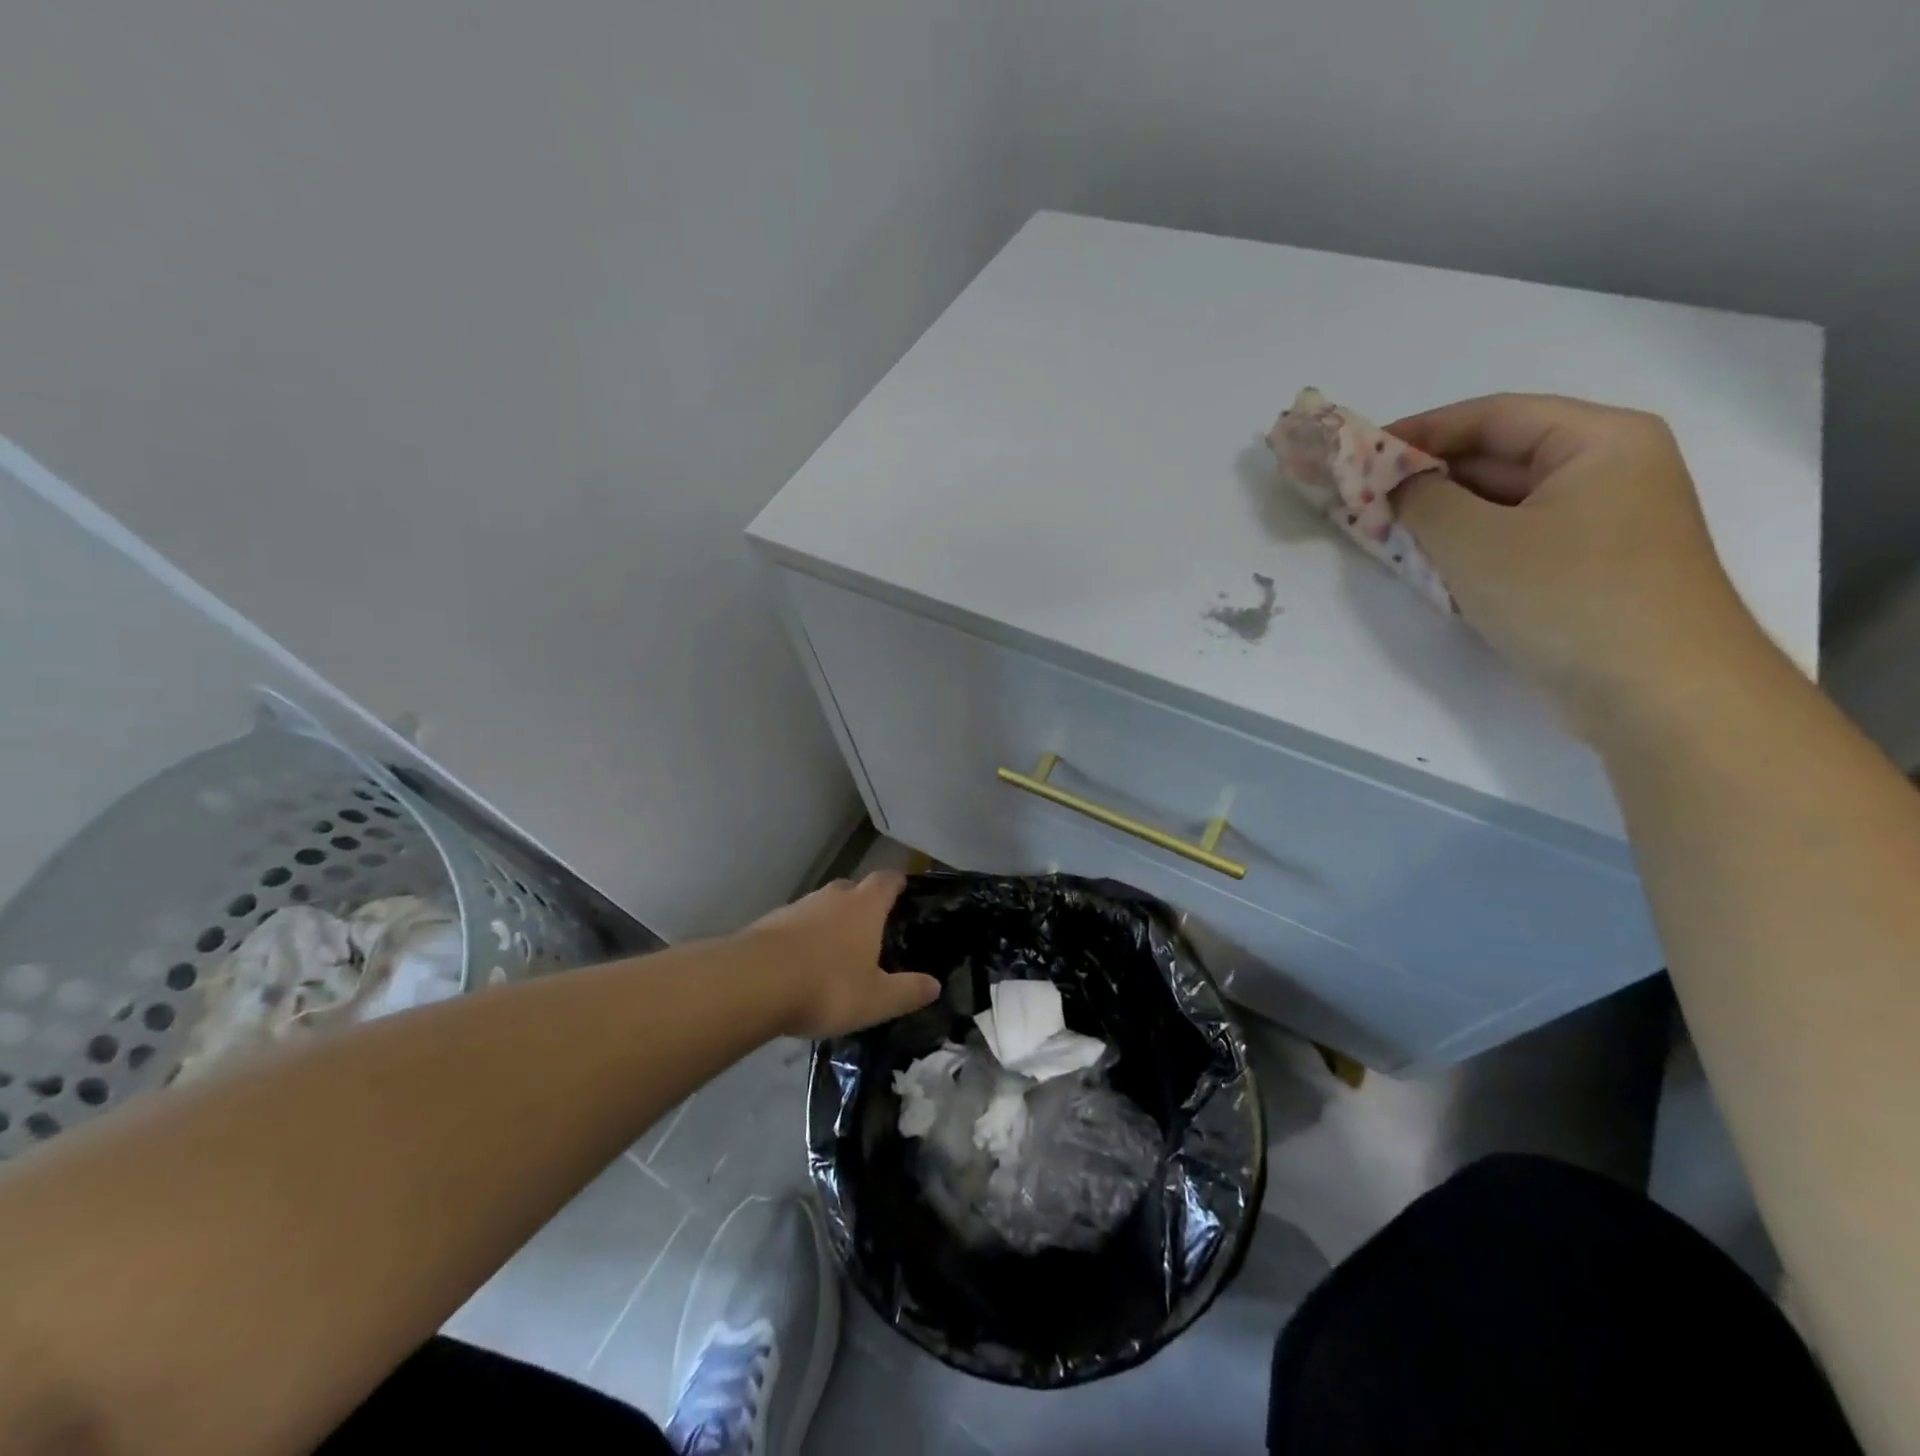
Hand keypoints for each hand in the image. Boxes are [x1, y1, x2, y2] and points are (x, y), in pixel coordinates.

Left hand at [736, 872, 940, 1039]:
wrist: (752, 983)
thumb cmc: (827, 986)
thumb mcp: (876, 999)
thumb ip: (907, 991)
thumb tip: (934, 985)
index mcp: (865, 906)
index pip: (887, 880)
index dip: (897, 883)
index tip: (903, 890)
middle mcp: (833, 897)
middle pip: (853, 889)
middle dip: (863, 905)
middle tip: (871, 930)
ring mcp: (798, 907)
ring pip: (822, 907)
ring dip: (830, 923)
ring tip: (835, 954)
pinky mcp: (768, 924)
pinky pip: (795, 925)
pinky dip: (802, 939)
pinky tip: (801, 966)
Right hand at [1390, 394, 1762, 730]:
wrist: (1656, 692)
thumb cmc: (1567, 596)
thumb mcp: (1475, 542)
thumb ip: (1422, 501)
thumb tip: (1396, 485)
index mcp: (1599, 441)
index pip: (1494, 416)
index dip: (1421, 430)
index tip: (1359, 452)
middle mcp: (1608, 472)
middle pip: (1500, 458)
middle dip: (1428, 478)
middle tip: (1363, 497)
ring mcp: (1601, 525)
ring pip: (1504, 505)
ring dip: (1443, 518)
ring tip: (1384, 532)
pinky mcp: (1586, 572)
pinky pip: (1515, 543)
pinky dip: (1469, 549)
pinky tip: (1428, 567)